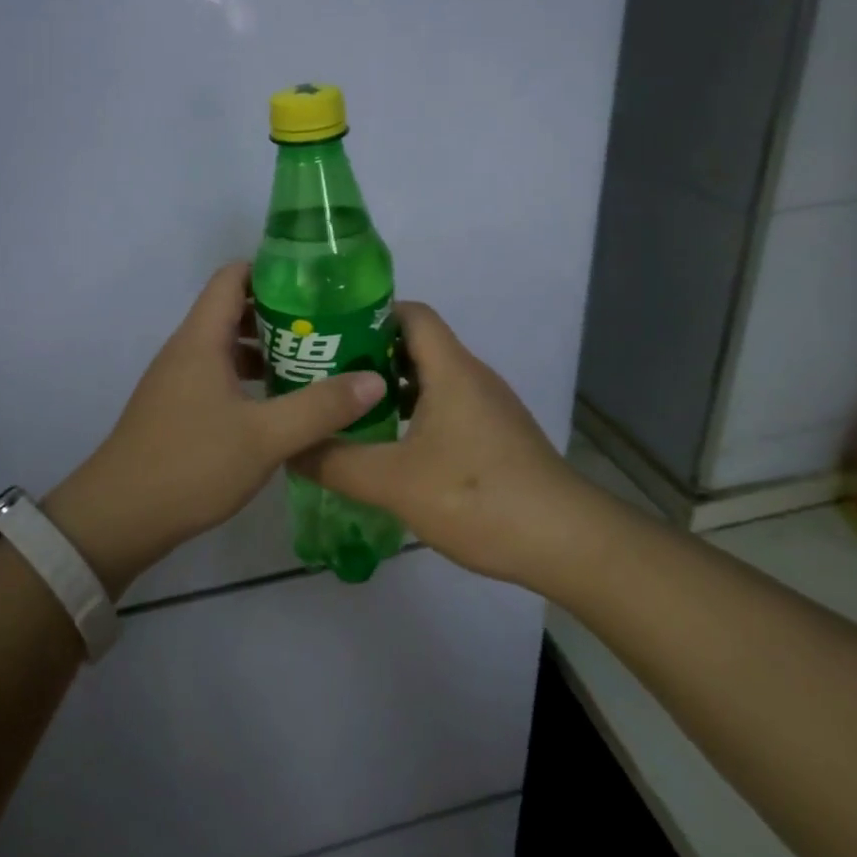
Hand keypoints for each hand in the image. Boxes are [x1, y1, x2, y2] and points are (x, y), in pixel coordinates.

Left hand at [48, 263, 385, 593]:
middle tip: (331, 328)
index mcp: (202, 339)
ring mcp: (179, 380)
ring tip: (316, 364)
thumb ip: (320, 408)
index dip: (273, 271)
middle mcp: (187, 350)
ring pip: (228, 347)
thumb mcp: (265, 437)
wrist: (118, 518)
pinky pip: (219, 376)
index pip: (233, 277)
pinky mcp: (178, 409)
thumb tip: (375, 380)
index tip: (318, 284)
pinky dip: (251, 378)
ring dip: (268, 349)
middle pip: (234, 310)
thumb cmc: (191, 465)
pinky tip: (281, 404)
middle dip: (282, 314)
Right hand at [292, 302, 593, 584]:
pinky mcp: (495, 435)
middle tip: (323, 374)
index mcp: (451, 370)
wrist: (565, 542)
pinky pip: (445, 406)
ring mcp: (488, 407)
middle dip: (368, 354)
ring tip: (347, 409)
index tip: (327, 332)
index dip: (369, 313)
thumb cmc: (478, 498)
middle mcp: (472, 377)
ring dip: (389, 387)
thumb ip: (336, 462)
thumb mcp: (394, 482)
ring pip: (431, 378)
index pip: (410, 314)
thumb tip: (291, 448)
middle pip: (416, 344)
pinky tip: (389, 445)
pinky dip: (413, 412)